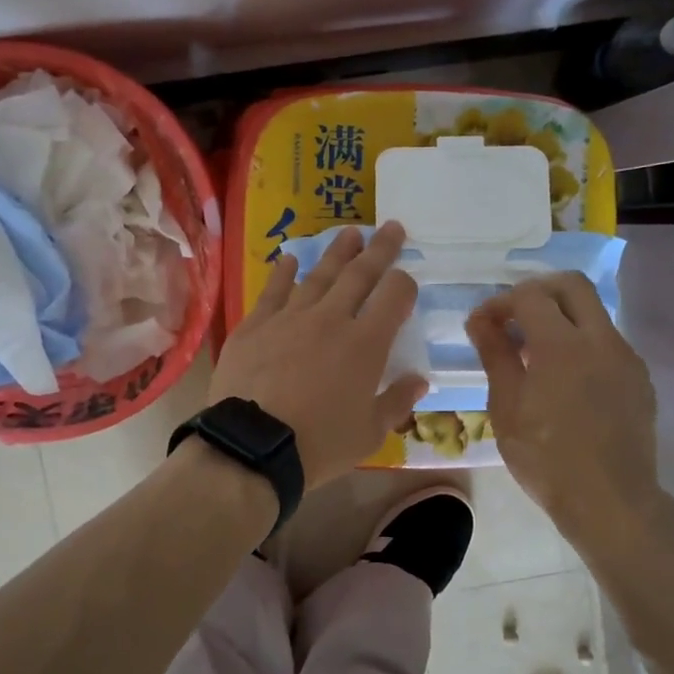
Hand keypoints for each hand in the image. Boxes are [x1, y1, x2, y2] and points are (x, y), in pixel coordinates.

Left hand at [210, 223, 427, 488]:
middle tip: (391, 226)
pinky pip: (273, 290)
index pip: (394, 296)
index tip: (407, 281)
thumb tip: (420, 380)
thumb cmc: (320, 444)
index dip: (405, 283)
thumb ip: (397, 401)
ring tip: (350, 233)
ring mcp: (290, 317)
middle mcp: (331, 319)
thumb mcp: (370, 432)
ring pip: (318, 275)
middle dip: (379, 249)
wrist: (253, 446)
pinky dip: (283, 272)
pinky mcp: (255, 325)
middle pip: (360, 274)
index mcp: (366, 343)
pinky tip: (290, 258)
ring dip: (337, 252)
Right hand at [466, 273, 658, 552]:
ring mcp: (626, 358)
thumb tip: (480, 320)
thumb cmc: (546, 457)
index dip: (499, 303)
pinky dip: (581, 344)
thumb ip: (495, 355)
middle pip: (572, 284)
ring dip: (562, 318)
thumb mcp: (506, 406)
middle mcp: (601, 339)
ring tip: (534, 353)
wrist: (610, 501)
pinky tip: (565, 380)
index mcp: (562, 344)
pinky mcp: (640, 379)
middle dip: (538, 290)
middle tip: (513, 317)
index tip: (482, 326)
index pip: (529, 295)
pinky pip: (608, 343)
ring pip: (594, 313)